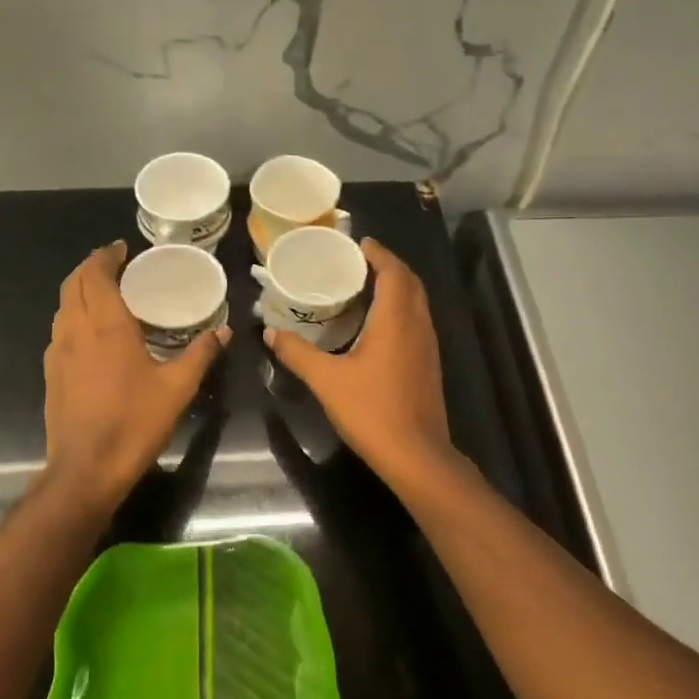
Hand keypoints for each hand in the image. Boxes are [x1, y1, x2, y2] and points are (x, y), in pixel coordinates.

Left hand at [42, 241, 228, 511]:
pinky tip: (93, 333)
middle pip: (73, 283)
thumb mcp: (177, 388)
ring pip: (62, 306)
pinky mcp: (51, 373)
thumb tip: (224, 331)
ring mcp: (57, 352)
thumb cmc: (134, 423)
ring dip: (79, 290)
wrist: (86, 469)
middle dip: (91, 267)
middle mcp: (75, 330)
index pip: (96, 274)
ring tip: (106, 293)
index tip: (122, 249)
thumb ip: (200, 354)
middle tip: (116, 265)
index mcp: (106, 325)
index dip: (106, 256)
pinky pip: (60, 329)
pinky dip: (74, 315)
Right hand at [264, 238, 452, 486]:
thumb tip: (270, 332)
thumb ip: (297, 353)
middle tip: (357, 263)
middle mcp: (418, 326)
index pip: (394, 271)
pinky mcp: (428, 365)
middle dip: (387, 266)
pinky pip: (416, 322)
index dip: (378, 253)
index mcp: (396, 320)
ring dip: (396, 288)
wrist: (415, 455)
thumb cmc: (371, 411)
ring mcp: (428, 346)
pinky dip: (399, 310)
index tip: (358, 243)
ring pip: (416, 303)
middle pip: (410, 282)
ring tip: (363, 287)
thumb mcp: (326, 380)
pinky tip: (375, 325)